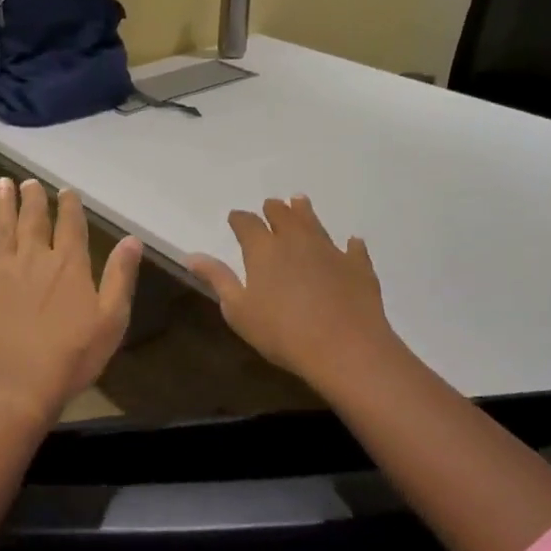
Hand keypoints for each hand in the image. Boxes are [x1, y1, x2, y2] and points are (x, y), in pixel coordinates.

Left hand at [0, 177, 143, 428]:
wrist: (15, 383)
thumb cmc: (71, 355)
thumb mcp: (112, 319)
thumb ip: (120, 276)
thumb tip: (132, 239)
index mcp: (69, 265)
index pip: (71, 226)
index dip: (69, 206)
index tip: (66, 190)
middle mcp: (34, 259)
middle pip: (33, 221)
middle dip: (32, 199)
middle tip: (28, 181)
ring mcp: (1, 273)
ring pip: (1, 230)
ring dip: (2, 206)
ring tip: (2, 184)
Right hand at [188, 196, 401, 389]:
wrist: (344, 347)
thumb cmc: (282, 333)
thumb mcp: (239, 311)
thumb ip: (218, 279)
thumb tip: (192, 255)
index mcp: (263, 249)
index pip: (247, 224)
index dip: (240, 219)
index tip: (235, 218)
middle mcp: (296, 240)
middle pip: (283, 215)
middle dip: (274, 209)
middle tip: (271, 206)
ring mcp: (329, 250)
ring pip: (314, 223)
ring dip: (305, 212)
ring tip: (300, 202)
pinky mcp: (357, 266)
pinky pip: (352, 248)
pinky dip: (349, 244)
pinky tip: (351, 243)